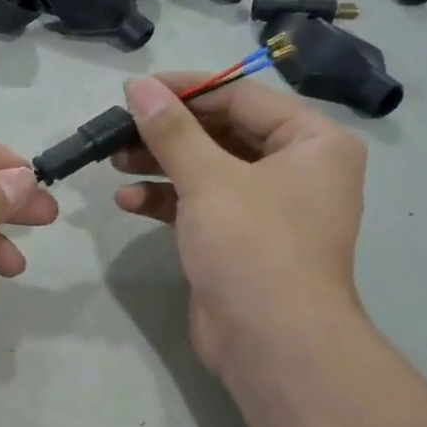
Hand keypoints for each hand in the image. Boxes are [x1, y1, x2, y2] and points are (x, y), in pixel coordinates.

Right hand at [114, 75, 366, 373]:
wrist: (271, 341)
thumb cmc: (253, 246)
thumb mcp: (209, 179)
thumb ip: (171, 130)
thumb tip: (138, 85)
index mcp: (312, 142)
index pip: (242, 98)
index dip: (186, 90)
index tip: (135, 92)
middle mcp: (296, 169)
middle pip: (222, 133)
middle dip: (167, 133)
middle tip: (118, 130)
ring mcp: (267, 208)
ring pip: (206, 170)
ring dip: (160, 165)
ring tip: (114, 162)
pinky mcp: (239, 240)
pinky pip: (200, 205)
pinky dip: (166, 201)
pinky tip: (128, 202)